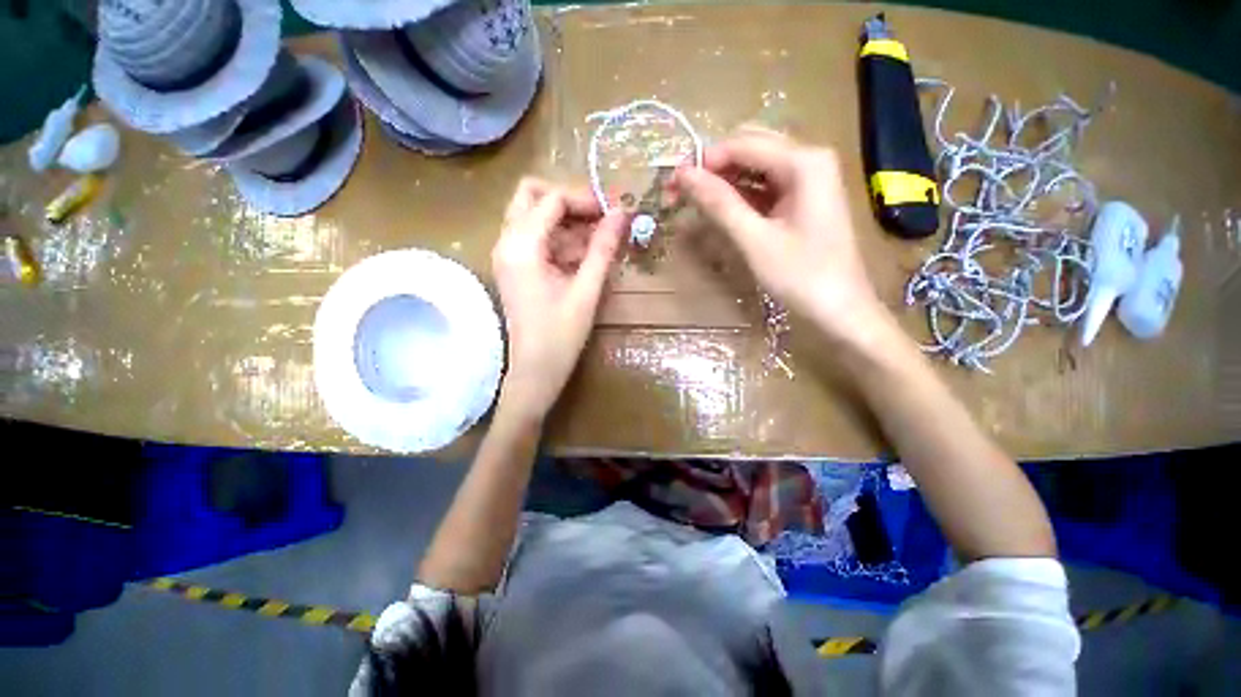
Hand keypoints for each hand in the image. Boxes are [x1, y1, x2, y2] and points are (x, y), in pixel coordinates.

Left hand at [491, 178, 625, 419]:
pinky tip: (583, 254)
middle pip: (531, 194)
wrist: (535, 371)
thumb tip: (622, 213)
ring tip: (597, 238)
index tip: (612, 211)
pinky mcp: (514, 266)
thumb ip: (603, 249)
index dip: (584, 199)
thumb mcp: (587, 291)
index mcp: (521, 247)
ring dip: (564, 219)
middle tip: (597, 216)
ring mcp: (507, 254)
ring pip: (532, 214)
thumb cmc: (561, 336)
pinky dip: (558, 237)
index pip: (551, 200)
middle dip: (567, 199)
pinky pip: (534, 236)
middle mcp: (506, 243)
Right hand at [673, 127, 887, 340]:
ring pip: (755, 167)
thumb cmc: (802, 277)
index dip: (703, 161)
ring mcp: (809, 180)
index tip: (672, 184)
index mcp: (804, 162)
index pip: (742, 145)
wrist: (842, 311)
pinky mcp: (803, 200)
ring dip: (723, 181)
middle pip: (750, 148)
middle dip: (712, 167)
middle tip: (679, 193)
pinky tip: (720, 209)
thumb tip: (683, 174)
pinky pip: (765, 187)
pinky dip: (740, 195)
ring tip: (692, 202)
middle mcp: (809, 159)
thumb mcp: (755, 240)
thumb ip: (719, 204)